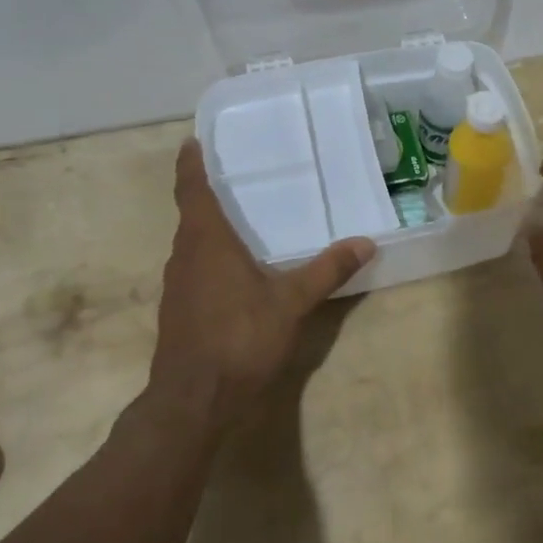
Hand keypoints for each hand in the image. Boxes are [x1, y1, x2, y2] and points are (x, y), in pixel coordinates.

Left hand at [147, 139, 374, 429]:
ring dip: (208, 228)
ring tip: (239, 219)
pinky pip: (194, 269)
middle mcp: (184, 256)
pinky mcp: (178, 311)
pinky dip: (210, 258)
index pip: (192, 190)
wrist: (193, 401)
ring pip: (192, 245)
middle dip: (206, 194)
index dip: (190, 164)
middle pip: (191, 215)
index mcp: (206, 241)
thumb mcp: (291, 302)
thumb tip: (366, 242)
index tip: (191, 141)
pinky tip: (235, 272)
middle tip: (233, 175)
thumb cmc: (239, 338)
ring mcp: (177, 286)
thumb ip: (327, 271)